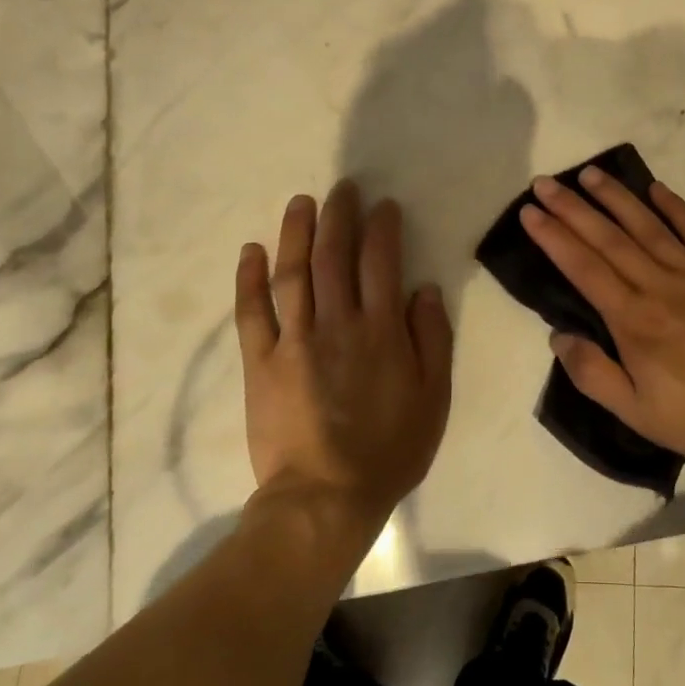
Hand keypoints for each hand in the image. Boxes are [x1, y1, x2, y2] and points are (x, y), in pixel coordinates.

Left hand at [235, 181, 453, 527]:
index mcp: (381, 330)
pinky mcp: (260, 362)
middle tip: (342, 188)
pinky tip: (251, 251)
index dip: (382, 227)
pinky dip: (249, 279)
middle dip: (339, 215)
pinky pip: (251, 312)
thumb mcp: (434, 397)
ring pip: (293, 273)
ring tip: (301, 202)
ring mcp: (293, 340)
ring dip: (296, 232)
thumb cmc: (390, 449)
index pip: (381, 262)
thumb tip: (424, 289)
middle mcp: (337, 323)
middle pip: (334, 256)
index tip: (383, 206)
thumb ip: (432, 338)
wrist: (326, 497)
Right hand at [520, 167, 684, 459]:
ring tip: (590, 174)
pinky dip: (674, 206)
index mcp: (631, 319)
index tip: (530, 212)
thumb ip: (592, 373)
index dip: (553, 237)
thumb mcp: (634, 412)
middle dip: (572, 208)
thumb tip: (558, 336)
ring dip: (615, 197)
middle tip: (546, 182)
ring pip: (647, 225)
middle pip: (607, 238)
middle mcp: (657, 284)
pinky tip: (655, 188)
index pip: (582, 267)